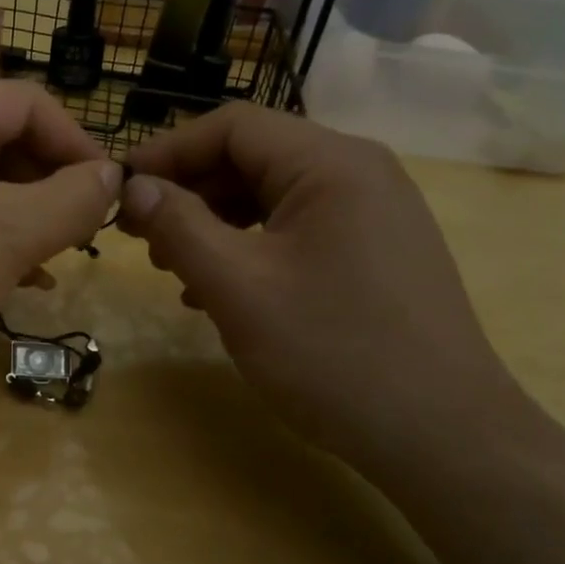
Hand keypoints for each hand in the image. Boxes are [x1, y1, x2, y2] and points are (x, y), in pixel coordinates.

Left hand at [0, 81, 120, 395]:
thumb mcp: (8, 236)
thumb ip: (73, 199)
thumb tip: (114, 176)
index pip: (29, 103)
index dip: (79, 146)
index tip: (111, 197)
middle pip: (3, 138)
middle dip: (50, 186)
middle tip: (83, 235)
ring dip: (25, 216)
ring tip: (56, 260)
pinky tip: (19, 277)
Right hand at [121, 103, 533, 470]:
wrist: (444, 437)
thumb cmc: (333, 354)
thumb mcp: (238, 287)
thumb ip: (178, 226)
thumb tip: (134, 187)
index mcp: (331, 163)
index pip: (231, 126)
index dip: (167, 151)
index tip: (119, 190)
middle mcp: (358, 172)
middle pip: (252, 158)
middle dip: (188, 191)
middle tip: (138, 235)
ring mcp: (372, 213)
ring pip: (271, 196)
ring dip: (213, 222)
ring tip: (171, 266)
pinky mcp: (374, 251)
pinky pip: (296, 230)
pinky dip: (248, 247)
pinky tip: (218, 290)